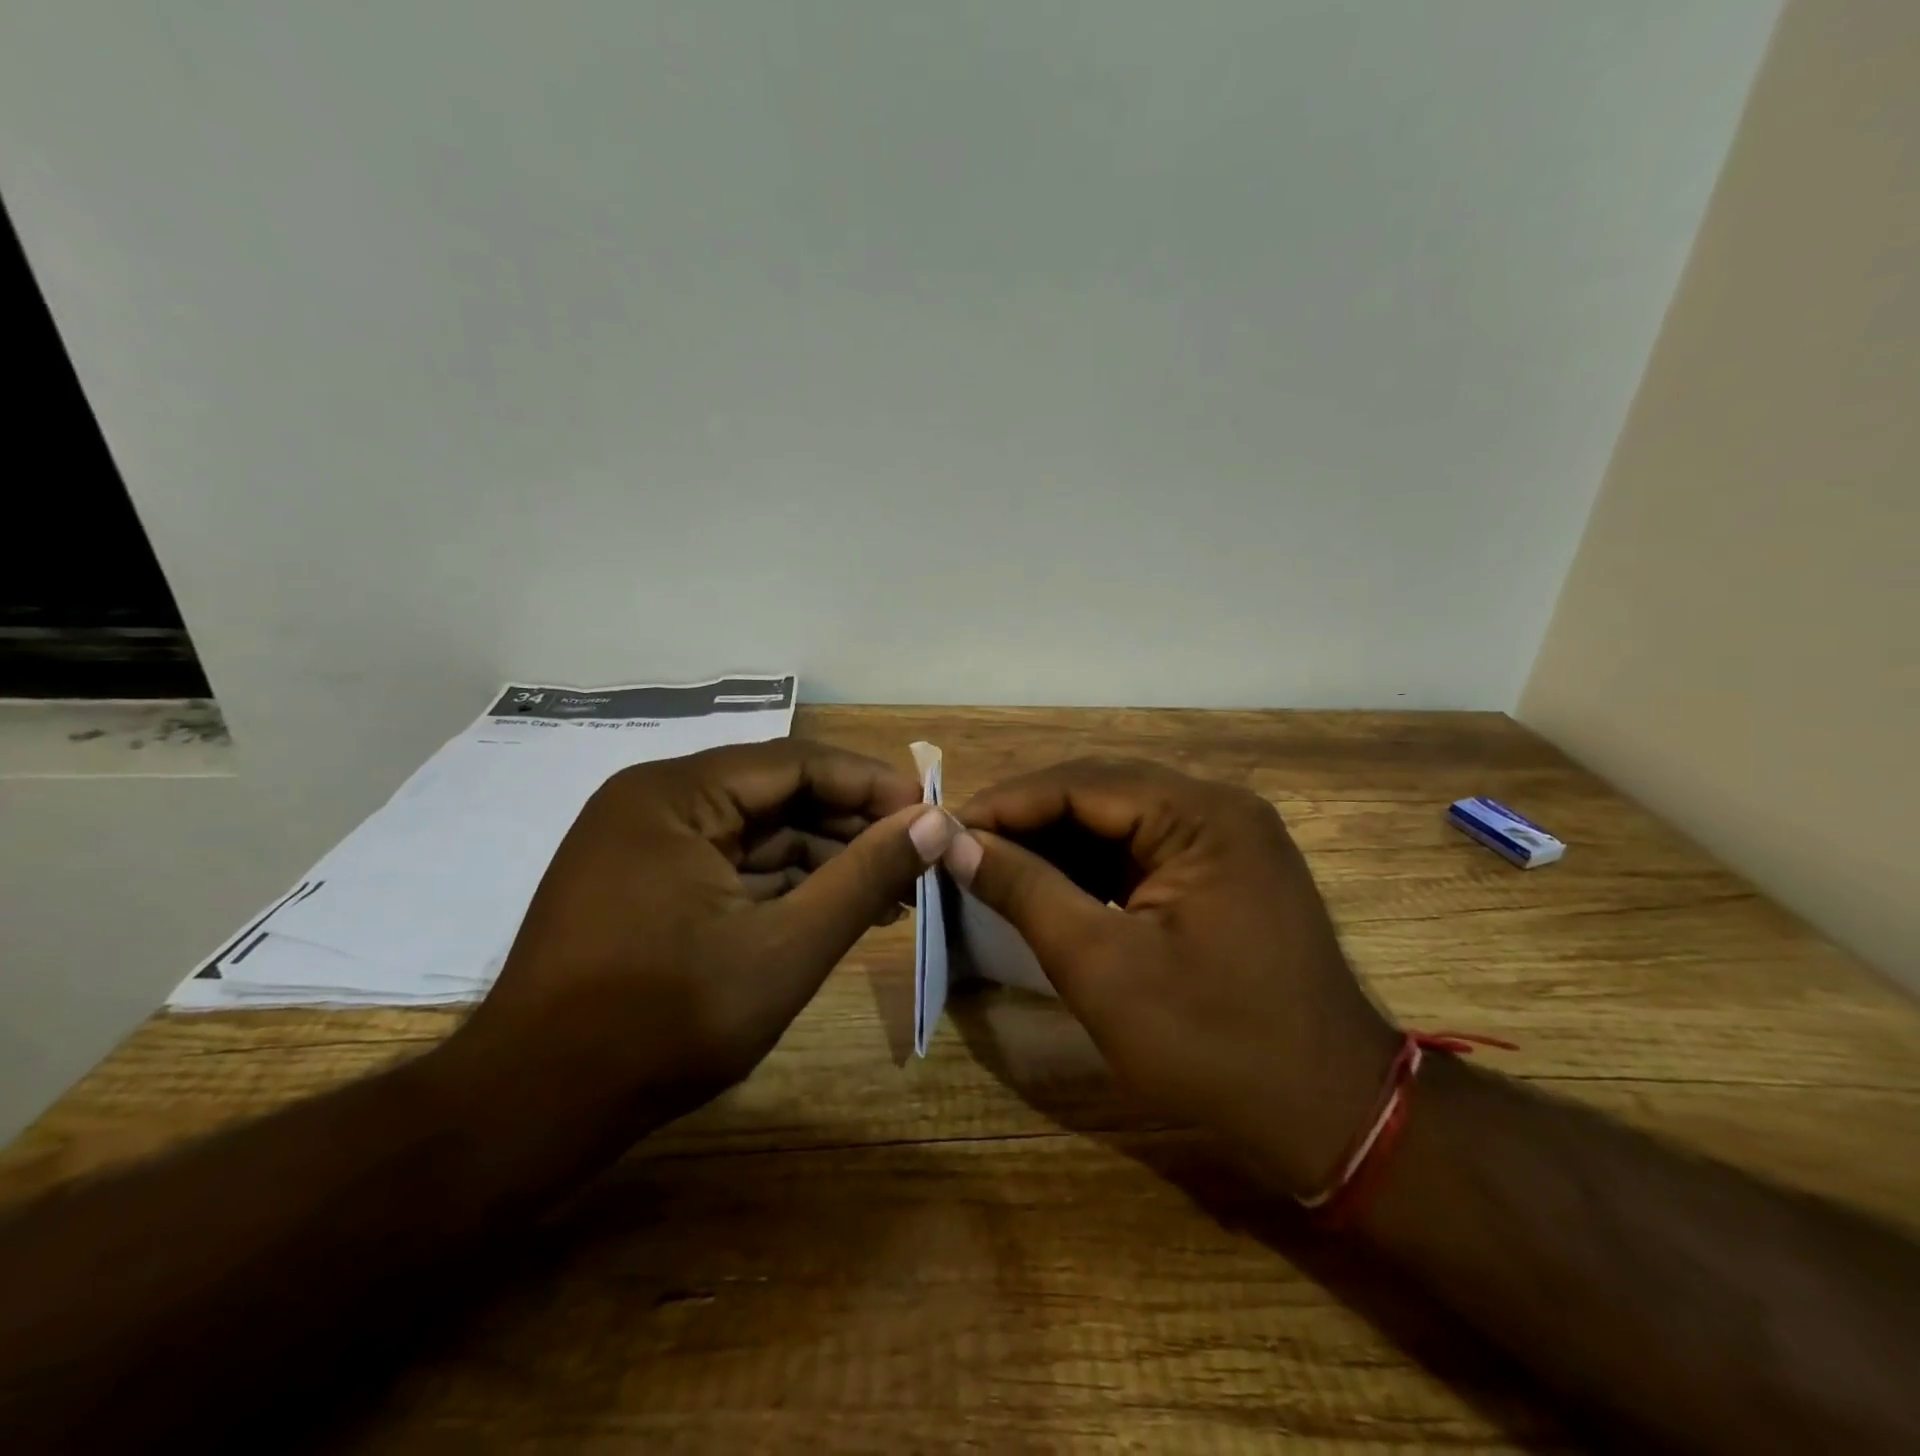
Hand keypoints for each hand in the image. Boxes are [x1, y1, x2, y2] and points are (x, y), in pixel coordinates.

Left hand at [431, 740, 953, 1174]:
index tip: (929, 813)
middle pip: (777, 795)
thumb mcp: (786, 948)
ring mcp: (645, 845)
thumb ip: (865, 878)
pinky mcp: (645, 885)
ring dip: (824, 861)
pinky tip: (835, 911)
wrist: (533, 1110)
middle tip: (917, 859)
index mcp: (676, 794)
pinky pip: (731, 867)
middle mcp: (656, 803)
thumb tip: (934, 822)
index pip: (797, 762)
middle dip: (851, 827)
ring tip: (892, 894)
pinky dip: (784, 886)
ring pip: (757, 835)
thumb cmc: (665, 1022)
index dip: (871, 785)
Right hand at [946, 759, 1398, 1196]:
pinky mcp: (1223, 872)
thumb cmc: (1212, 1044)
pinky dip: (1091, 867)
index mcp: (1201, 815)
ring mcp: (1226, 839)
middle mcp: (1218, 808)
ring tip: (991, 867)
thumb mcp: (1102, 967)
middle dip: (1028, 819)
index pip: (1081, 783)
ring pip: (1119, 820)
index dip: (1006, 804)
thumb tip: (957, 843)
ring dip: (1056, 842)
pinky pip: (1142, 851)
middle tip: (962, 848)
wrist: (1330, 1116)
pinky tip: (1048, 887)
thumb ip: (1026, 891)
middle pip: (1101, 792)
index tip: (943, 830)